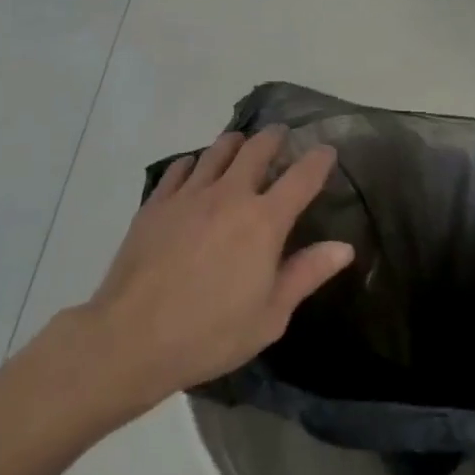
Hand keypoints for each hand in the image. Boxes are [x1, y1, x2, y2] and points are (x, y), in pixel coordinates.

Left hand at [76, 128, 354, 410]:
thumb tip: (344, 247)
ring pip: (218, 150)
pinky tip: (194, 170)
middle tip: (281, 135)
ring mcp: (189, 195)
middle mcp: (230, 195)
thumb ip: (306, 274)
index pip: (302, 176)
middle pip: (257, 148)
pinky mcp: (157, 203)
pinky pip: (180, 168)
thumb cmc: (210, 334)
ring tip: (241, 143)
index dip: (318, 159)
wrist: (131, 339)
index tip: (327, 149)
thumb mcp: (270, 316)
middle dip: (275, 137)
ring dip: (235, 142)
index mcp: (264, 221)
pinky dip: (194, 163)